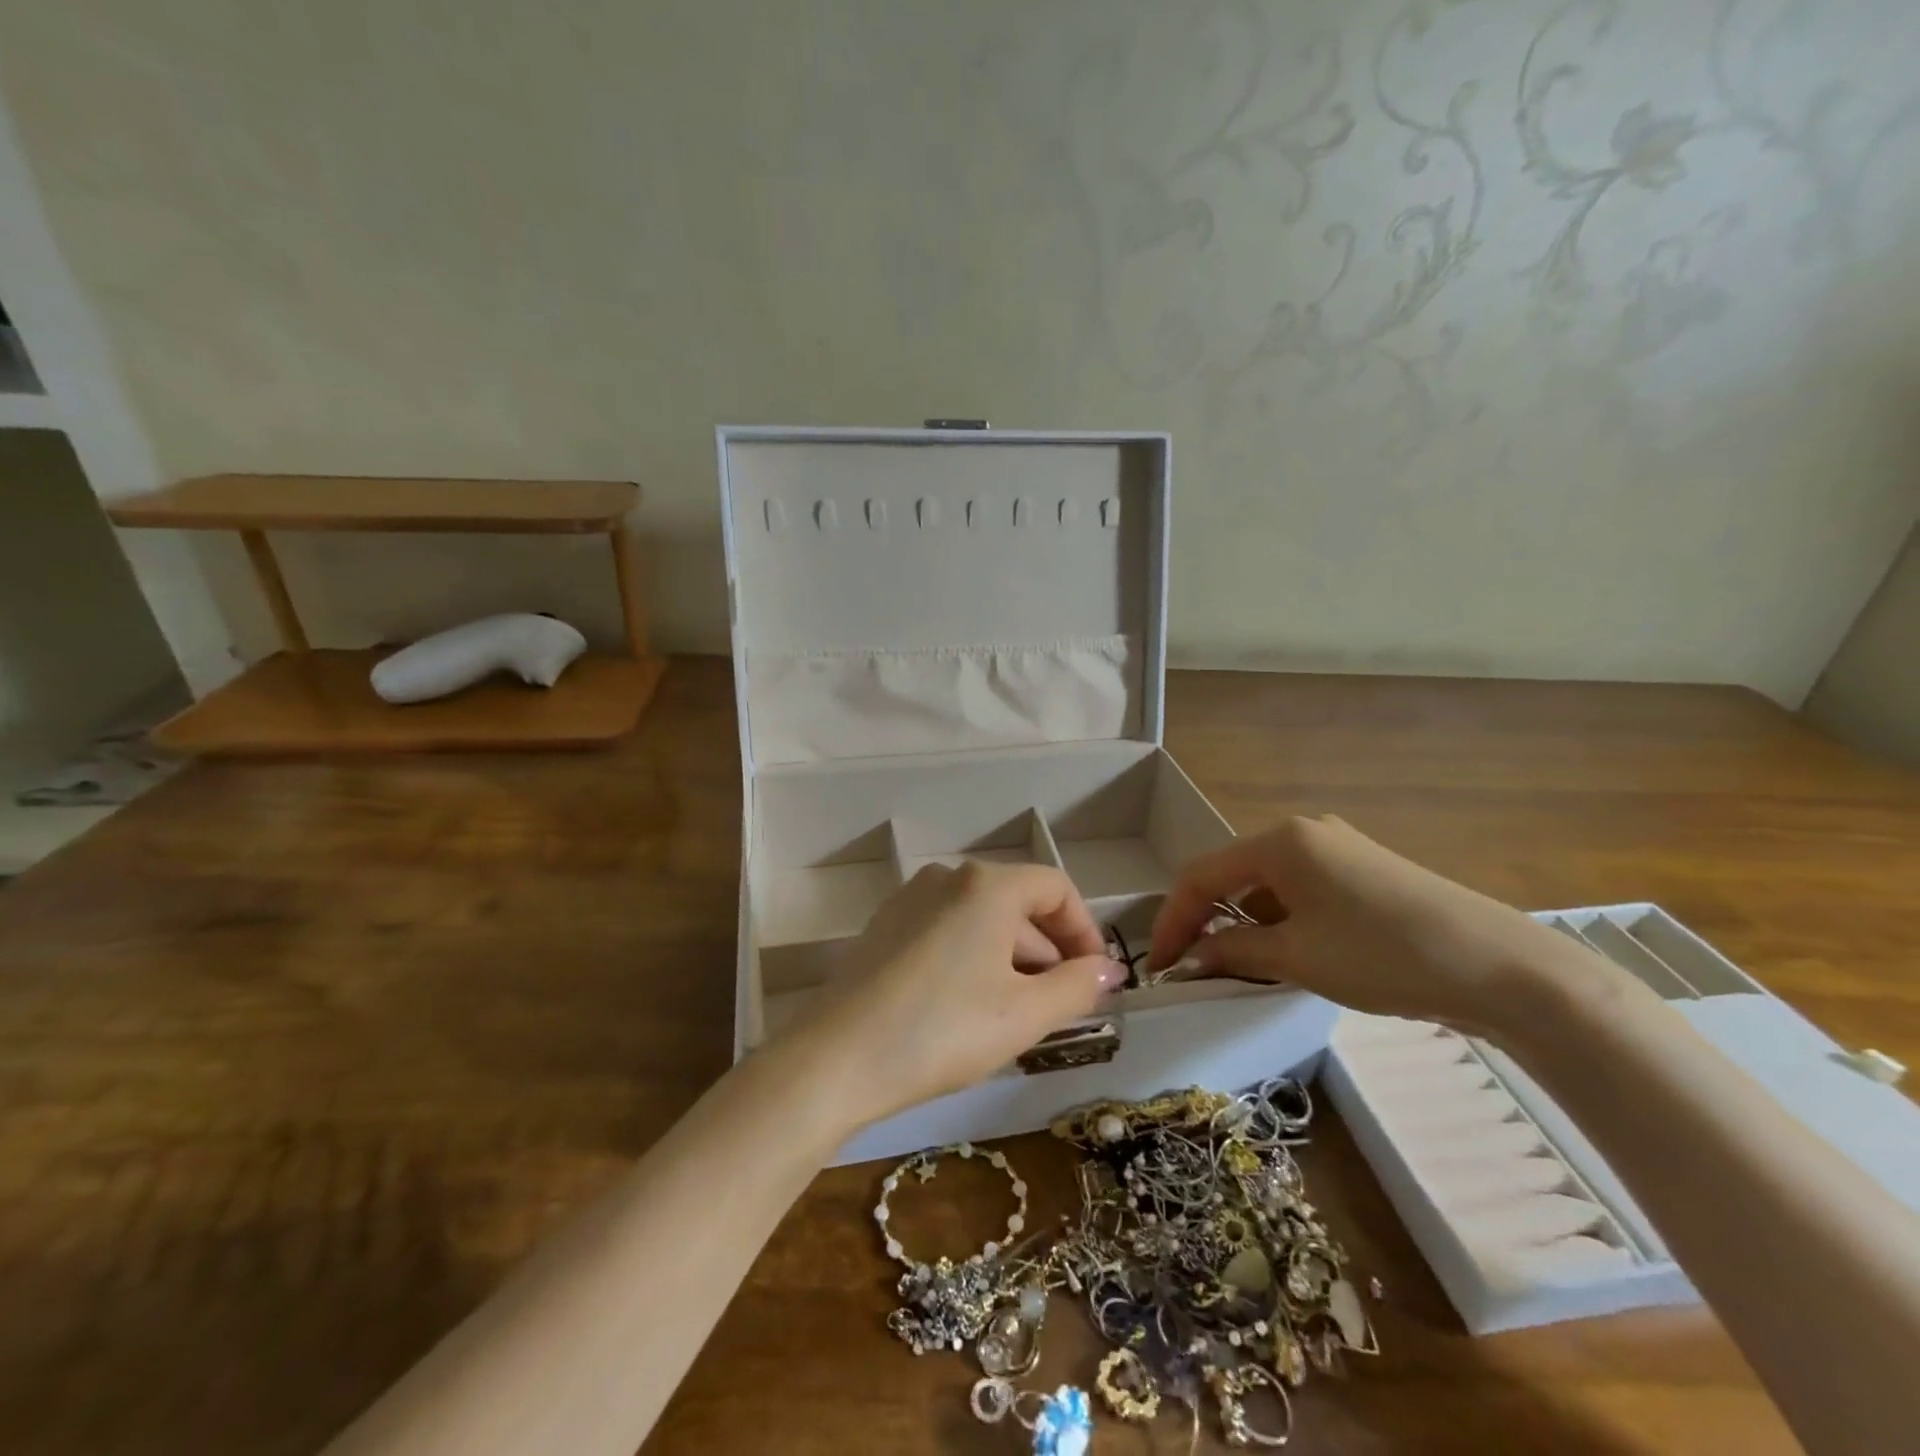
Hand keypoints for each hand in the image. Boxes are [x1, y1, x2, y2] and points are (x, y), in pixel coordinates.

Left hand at [787, 862, 1125, 1129]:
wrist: (838, 1058)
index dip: (1084, 931)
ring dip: (1012, 959)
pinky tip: (968, 1008)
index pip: (1055, 888)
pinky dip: (973, 959)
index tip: (1096, 979)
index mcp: (987, 885)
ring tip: (1016, 1015)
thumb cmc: (944, 1030)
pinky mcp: (886, 926)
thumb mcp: (1024, 1014)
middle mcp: (947, 877)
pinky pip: (948, 931)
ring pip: (981, 920)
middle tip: (1060, 1007)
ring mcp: (911, 899)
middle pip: (1018, 904)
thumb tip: (1108, 970)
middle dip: (1048, 952)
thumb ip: (1078, 986)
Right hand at [1147, 815, 1585, 1037]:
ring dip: (1245, 923)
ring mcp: (1339, 848)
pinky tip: (1290, 952)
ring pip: (1268, 884)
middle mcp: (1304, 832)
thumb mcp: (1297, 957)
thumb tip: (1190, 961)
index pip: (1200, 876)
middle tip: (1192, 966)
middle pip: (1232, 874)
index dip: (1172, 921)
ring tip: (1239, 967)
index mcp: (1279, 841)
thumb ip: (1232, 952)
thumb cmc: (1383, 955)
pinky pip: (1302, 889)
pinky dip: (1282, 919)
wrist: (1502, 967)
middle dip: (1206, 920)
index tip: (1160, 967)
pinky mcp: (1366, 870)